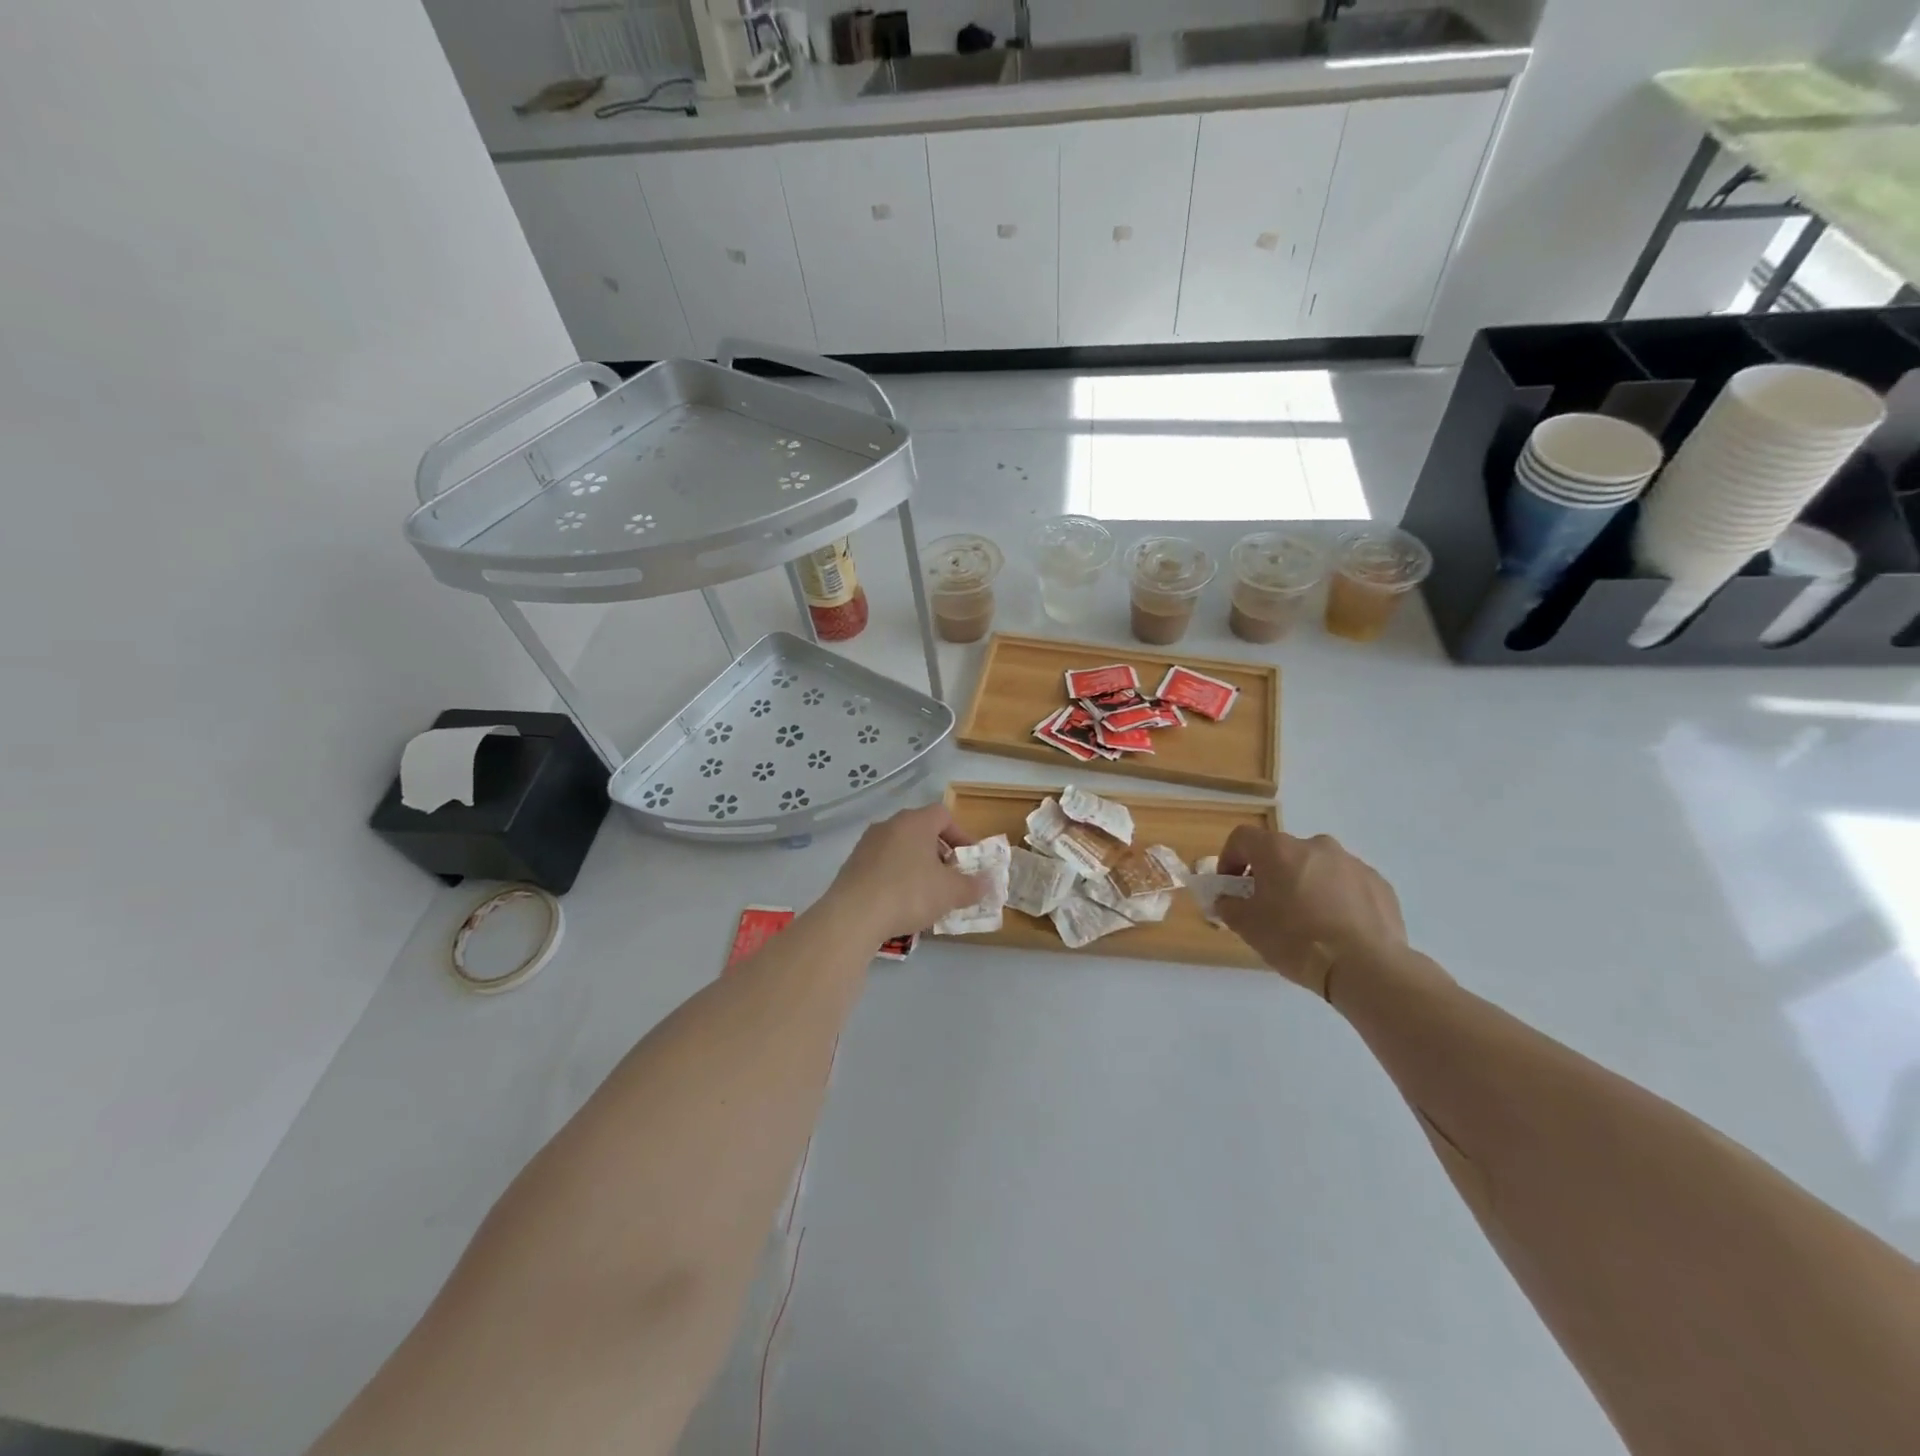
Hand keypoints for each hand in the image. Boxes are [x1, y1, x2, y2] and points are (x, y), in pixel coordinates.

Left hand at [824, 803, 981, 940]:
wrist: (853, 916)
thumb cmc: (909, 894)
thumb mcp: (950, 892)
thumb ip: (973, 885)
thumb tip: (988, 882)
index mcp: (915, 822)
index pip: (944, 815)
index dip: (961, 835)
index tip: (968, 860)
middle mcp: (889, 825)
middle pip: (922, 831)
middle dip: (940, 853)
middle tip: (950, 878)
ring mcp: (867, 844)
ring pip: (901, 848)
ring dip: (917, 866)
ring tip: (927, 894)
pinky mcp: (852, 865)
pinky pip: (883, 865)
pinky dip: (896, 877)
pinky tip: (900, 902)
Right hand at [1215, 828, 1405, 998]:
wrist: (1365, 967)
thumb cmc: (1296, 940)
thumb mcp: (1247, 926)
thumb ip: (1229, 905)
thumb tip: (1228, 900)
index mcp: (1278, 850)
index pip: (1242, 838)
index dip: (1230, 859)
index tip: (1230, 886)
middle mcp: (1315, 845)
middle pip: (1283, 852)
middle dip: (1271, 874)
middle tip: (1269, 907)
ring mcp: (1351, 862)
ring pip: (1317, 867)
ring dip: (1306, 884)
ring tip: (1308, 921)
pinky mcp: (1378, 883)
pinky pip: (1347, 884)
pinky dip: (1337, 898)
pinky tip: (1338, 929)